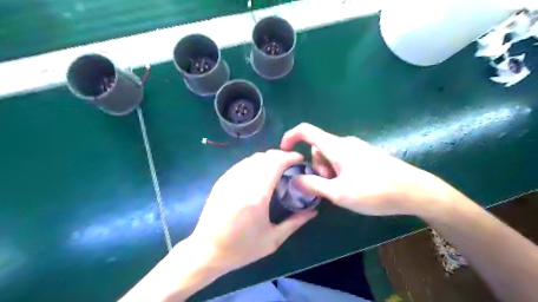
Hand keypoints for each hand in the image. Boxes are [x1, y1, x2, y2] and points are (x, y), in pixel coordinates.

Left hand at [187, 150, 315, 273]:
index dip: (290, 156)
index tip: (300, 159)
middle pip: (265, 156)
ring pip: (253, 158)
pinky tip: (259, 173)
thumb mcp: (272, 240)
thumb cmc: (242, 249)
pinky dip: (255, 163)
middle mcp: (242, 182)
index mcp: (257, 196)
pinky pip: (242, 163)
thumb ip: (295, 223)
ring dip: (268, 158)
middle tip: (291, 164)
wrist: (206, 251)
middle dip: (281, 155)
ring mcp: (230, 179)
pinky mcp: (222, 180)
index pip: (275, 163)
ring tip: (277, 167)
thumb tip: (313, 211)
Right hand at [282, 123, 452, 216]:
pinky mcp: (366, 156)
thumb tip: (294, 179)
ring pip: (330, 156)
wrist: (415, 191)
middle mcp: (345, 143)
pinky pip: (343, 160)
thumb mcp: (339, 193)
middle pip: (318, 148)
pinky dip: (339, 172)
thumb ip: (313, 185)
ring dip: (328, 172)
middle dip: (317, 167)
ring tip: (342, 189)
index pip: (306, 131)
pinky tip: (352, 187)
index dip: (290, 137)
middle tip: (329, 186)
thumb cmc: (375, 191)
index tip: (283, 152)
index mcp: (336, 146)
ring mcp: (357, 148)